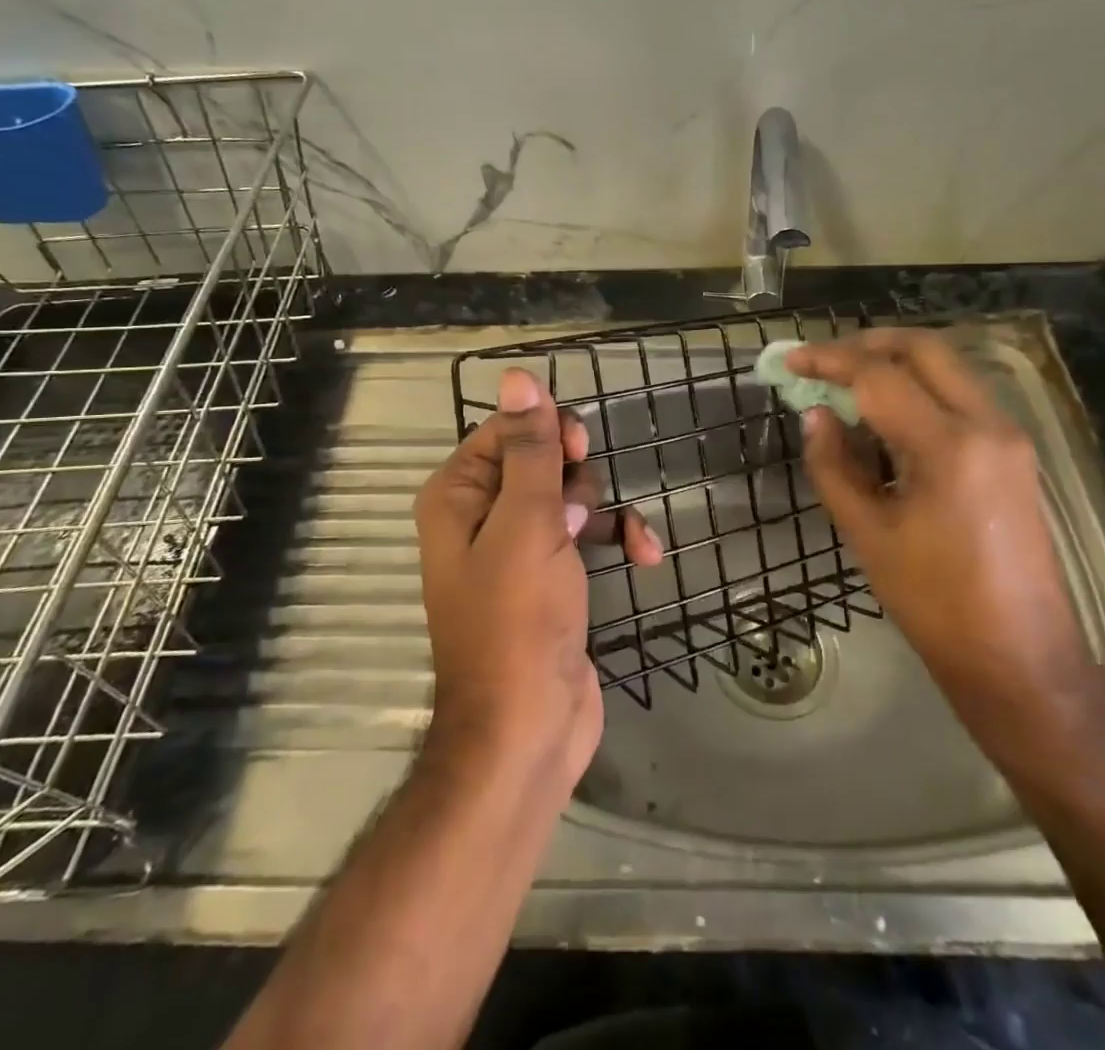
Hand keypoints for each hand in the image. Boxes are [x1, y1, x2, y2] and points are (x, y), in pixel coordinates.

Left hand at [414, 368, 660, 796]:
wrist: (528, 729)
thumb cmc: (519, 618)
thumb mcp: (527, 522)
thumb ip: (529, 448)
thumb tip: (517, 376)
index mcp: (458, 495)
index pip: (505, 430)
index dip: (545, 430)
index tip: (578, 449)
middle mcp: (481, 516)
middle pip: (539, 458)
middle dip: (573, 476)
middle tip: (578, 507)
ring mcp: (518, 549)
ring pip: (569, 494)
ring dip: (602, 509)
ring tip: (620, 539)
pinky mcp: (551, 578)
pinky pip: (585, 535)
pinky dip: (616, 538)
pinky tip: (646, 555)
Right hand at [788, 330, 1096, 749]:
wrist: (1020, 657)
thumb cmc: (934, 603)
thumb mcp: (867, 534)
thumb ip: (833, 465)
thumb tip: (817, 415)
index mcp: (948, 447)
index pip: (879, 376)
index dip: (829, 360)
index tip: (791, 360)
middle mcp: (987, 425)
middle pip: (925, 349)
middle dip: (867, 344)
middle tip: (823, 361)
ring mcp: (1009, 436)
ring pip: (947, 367)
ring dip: (895, 364)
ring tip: (847, 386)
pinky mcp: (1014, 452)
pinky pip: (960, 396)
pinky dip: (919, 389)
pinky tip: (887, 417)